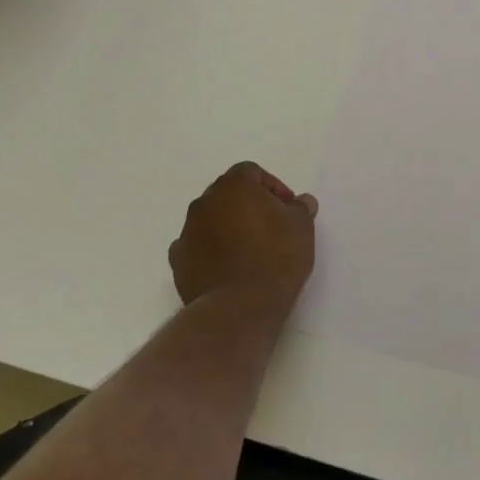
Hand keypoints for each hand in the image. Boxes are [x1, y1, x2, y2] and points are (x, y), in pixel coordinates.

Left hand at [169, 162, 317, 303]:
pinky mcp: (178, 261)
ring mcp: (187, 231)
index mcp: (234, 186)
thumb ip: (301, 208)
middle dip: (249, 205)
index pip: (252, 172)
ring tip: (251, 251)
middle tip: (271, 227)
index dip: (273, 187)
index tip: (287, 209)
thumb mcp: (302, 228)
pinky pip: (197, 246)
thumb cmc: (276, 257)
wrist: (239, 306)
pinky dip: (211, 251)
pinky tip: (229, 268)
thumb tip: (301, 201)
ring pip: (211, 219)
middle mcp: (205, 202)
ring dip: (228, 227)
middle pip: (228, 194)